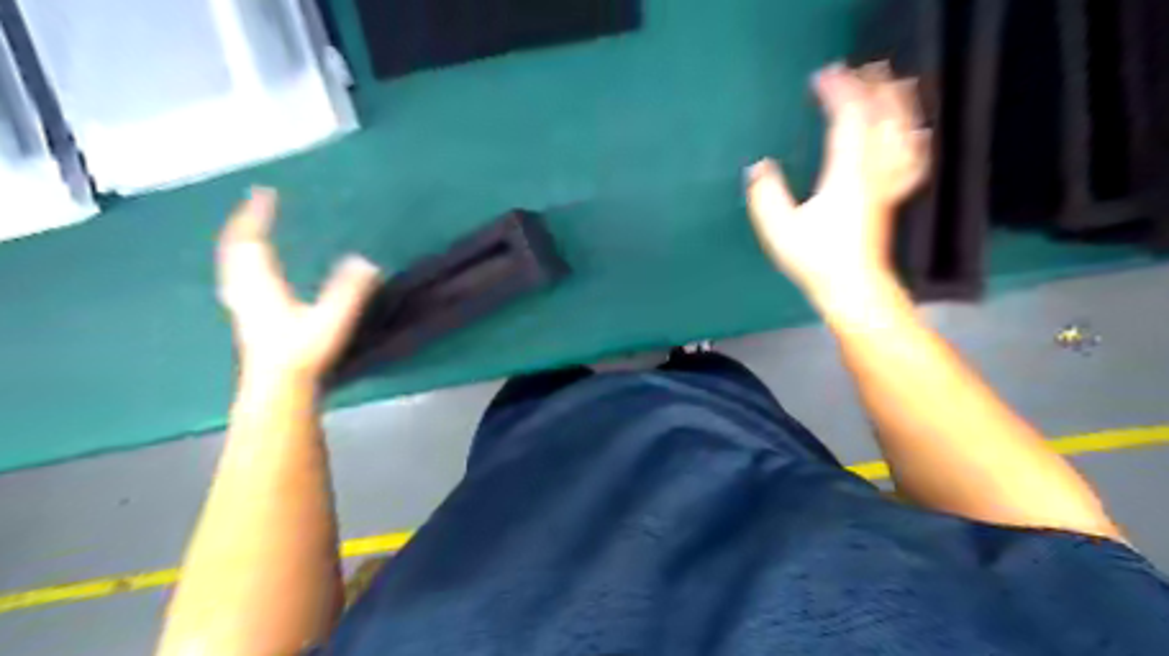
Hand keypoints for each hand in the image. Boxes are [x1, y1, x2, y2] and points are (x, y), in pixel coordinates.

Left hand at [216, 186, 380, 384]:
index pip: (253, 240)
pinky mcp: (246, 316)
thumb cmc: (303, 351)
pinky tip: (251, 270)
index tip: (264, 192)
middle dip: (245, 223)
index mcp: (262, 283)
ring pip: (233, 263)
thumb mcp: (331, 318)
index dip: (257, 214)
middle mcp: (245, 287)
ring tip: (253, 230)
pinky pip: (238, 276)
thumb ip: (349, 290)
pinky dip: (242, 261)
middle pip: (236, 248)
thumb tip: (366, 262)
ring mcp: (242, 303)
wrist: (277, 387)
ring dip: (241, 241)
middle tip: (257, 205)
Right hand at [750, 62, 931, 301]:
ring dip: (897, 102)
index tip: (822, 76)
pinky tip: (916, 132)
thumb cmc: (816, 259)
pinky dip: (913, 139)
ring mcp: (887, 183)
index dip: (837, 91)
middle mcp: (873, 169)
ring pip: (902, 132)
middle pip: (882, 116)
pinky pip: (911, 160)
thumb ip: (765, 194)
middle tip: (858, 68)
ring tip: (893, 82)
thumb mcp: (779, 229)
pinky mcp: (892, 197)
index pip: (847, 118)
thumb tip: (759, 167)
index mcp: (846, 172)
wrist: (854, 287)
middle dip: (871, 87)